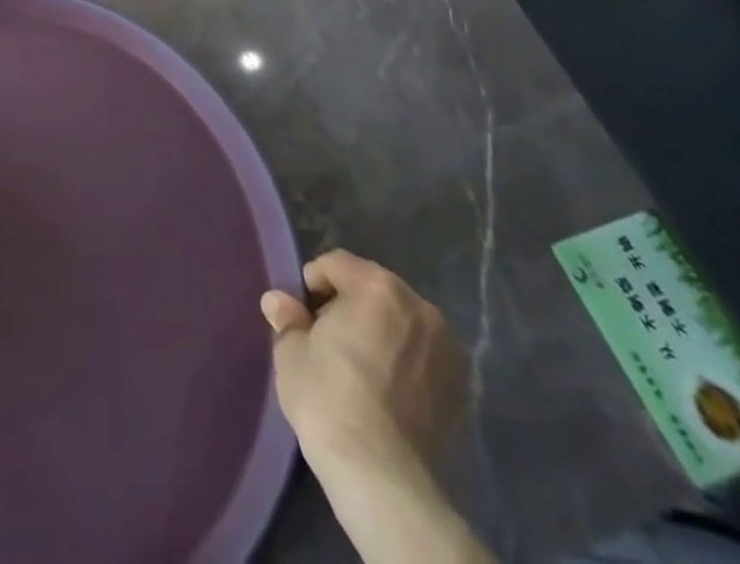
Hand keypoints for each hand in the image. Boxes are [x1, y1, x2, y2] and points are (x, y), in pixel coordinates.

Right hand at [260, 249, 466, 473]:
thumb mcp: (291, 351)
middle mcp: (418, 306)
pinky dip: (405, 360)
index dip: (313, 284)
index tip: (303, 315)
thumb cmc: (328, 397)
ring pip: (402, 321)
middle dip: (350, 304)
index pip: (336, 264)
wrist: (382, 474)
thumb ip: (287, 318)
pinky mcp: (461, 387)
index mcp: (376, 286)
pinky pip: (423, 355)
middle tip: (328, 338)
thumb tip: (278, 301)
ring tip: (360, 365)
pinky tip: (387, 389)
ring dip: (381, 331)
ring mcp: (446, 348)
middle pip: (373, 288)